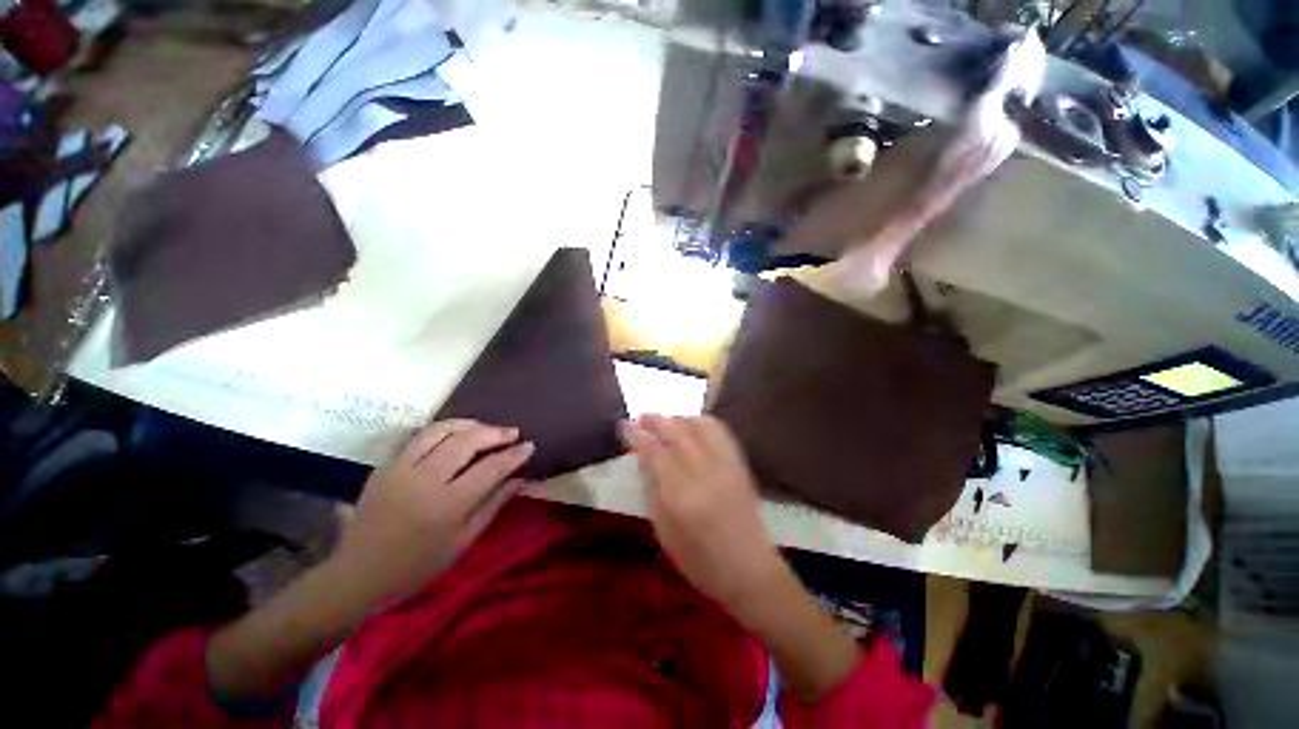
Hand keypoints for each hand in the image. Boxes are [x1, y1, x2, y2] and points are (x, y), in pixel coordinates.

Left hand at [331, 419, 534, 603]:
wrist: (358, 572)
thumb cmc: (418, 565)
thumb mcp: (464, 540)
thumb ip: (494, 504)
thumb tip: (522, 479)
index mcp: (447, 505)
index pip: (490, 468)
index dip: (513, 455)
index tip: (529, 446)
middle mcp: (424, 480)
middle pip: (467, 442)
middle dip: (495, 433)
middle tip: (512, 433)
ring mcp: (401, 469)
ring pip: (441, 431)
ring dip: (470, 424)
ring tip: (487, 427)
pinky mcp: (386, 465)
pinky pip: (420, 437)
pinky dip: (444, 429)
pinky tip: (457, 433)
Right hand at [621, 415, 787, 614]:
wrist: (750, 570)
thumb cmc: (699, 560)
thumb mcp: (664, 530)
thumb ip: (652, 488)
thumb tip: (642, 456)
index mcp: (680, 496)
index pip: (654, 452)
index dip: (637, 436)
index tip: (625, 427)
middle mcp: (704, 473)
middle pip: (676, 432)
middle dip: (655, 420)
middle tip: (641, 417)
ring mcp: (725, 465)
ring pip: (698, 425)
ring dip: (678, 418)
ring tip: (665, 422)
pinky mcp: (739, 464)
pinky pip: (720, 431)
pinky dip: (702, 421)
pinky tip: (692, 425)